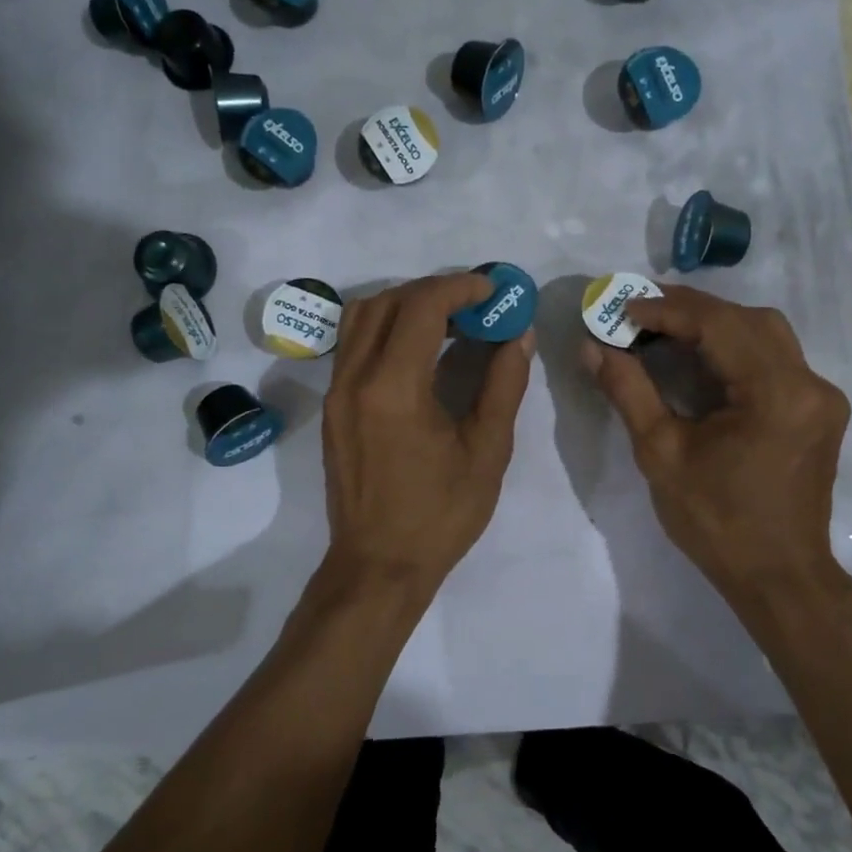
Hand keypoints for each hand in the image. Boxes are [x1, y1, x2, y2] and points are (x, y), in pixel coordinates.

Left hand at [320, 273, 533, 607]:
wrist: (378, 565)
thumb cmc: (440, 514)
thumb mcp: (487, 451)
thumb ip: (503, 385)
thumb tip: (518, 336)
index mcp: (394, 388)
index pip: (421, 306)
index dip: (460, 287)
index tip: (492, 289)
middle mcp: (355, 378)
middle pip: (387, 301)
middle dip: (433, 290)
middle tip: (474, 304)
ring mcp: (336, 392)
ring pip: (361, 317)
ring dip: (404, 304)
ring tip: (446, 321)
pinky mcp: (332, 406)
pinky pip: (353, 344)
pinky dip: (384, 328)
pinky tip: (418, 350)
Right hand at [583, 286, 849, 625]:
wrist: (778, 575)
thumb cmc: (715, 521)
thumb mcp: (660, 453)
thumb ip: (628, 390)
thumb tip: (592, 347)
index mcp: (776, 394)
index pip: (719, 325)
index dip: (667, 310)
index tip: (622, 308)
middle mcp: (810, 383)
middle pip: (747, 319)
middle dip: (689, 309)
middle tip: (638, 311)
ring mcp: (821, 395)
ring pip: (765, 333)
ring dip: (714, 323)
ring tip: (663, 328)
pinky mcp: (818, 409)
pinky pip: (774, 357)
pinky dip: (734, 346)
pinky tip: (699, 356)